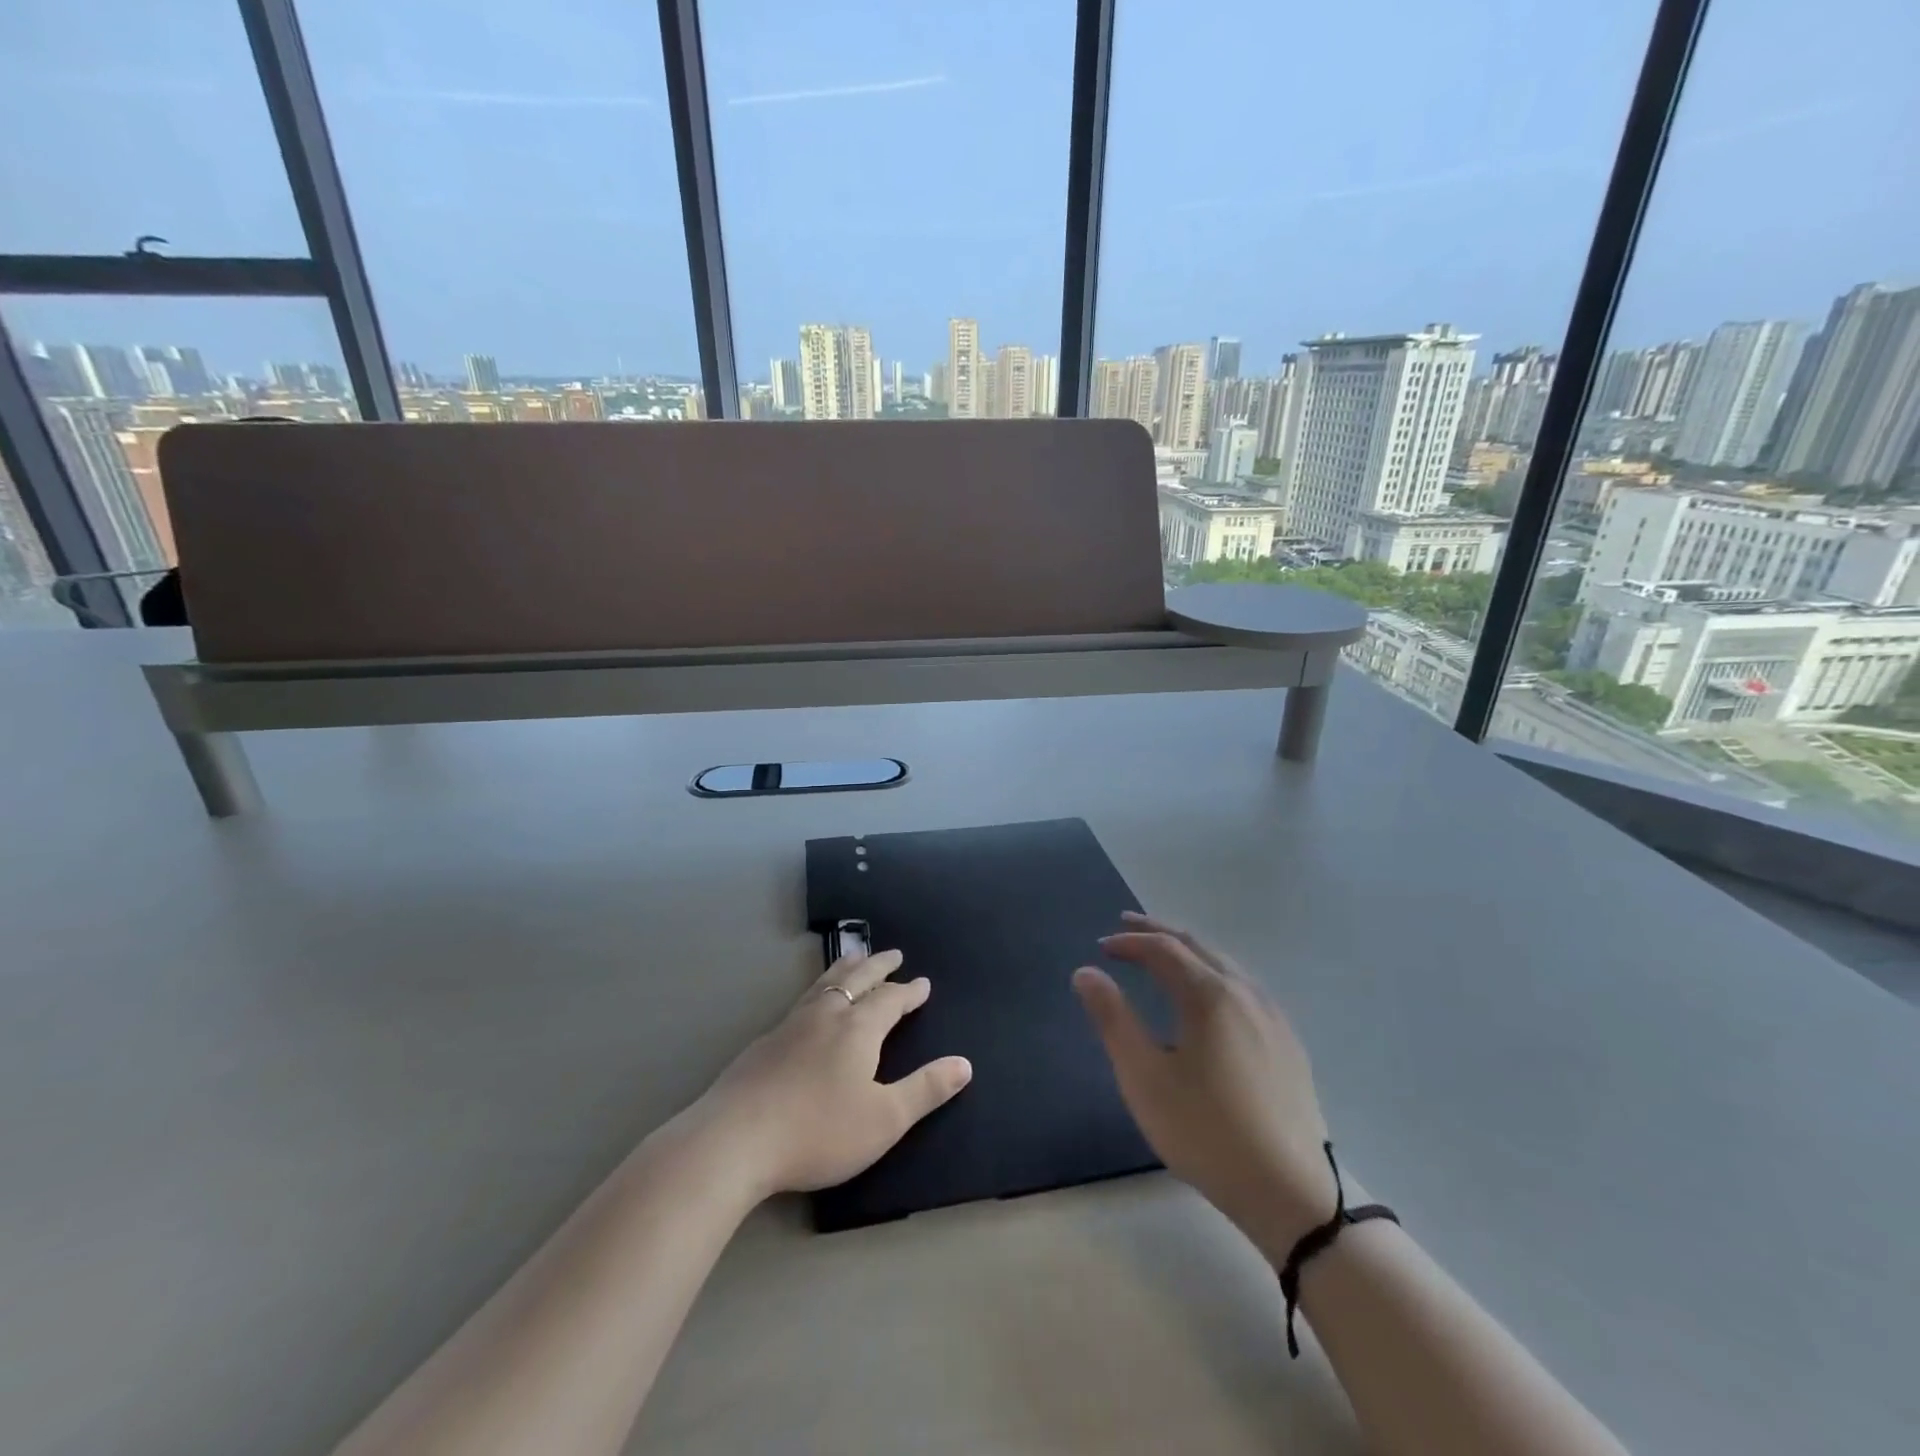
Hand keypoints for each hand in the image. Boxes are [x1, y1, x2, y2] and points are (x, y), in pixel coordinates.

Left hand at [687, 948, 972, 1200]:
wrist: (734, 1140)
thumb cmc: (818, 1131)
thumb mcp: (884, 1119)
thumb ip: (926, 1090)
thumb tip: (965, 1064)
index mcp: (858, 1029)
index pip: (890, 1000)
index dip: (909, 991)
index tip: (923, 982)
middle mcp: (826, 1016)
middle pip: (857, 979)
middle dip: (878, 966)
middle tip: (893, 953)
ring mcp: (790, 1026)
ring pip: (825, 984)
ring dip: (845, 968)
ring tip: (853, 957)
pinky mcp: (764, 1043)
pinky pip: (801, 1001)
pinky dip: (818, 990)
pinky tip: (810, 1005)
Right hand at [1073, 912, 1336, 1258]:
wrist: (1291, 1194)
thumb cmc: (1206, 1133)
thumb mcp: (1145, 1078)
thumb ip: (1113, 1019)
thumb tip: (1086, 972)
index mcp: (1211, 995)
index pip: (1163, 948)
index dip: (1129, 941)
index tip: (1101, 946)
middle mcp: (1246, 992)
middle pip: (1197, 945)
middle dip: (1159, 932)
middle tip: (1127, 926)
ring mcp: (1273, 1017)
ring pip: (1225, 963)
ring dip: (1188, 951)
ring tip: (1163, 954)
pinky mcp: (1289, 1043)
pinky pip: (1245, 986)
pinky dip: (1214, 972)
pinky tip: (1210, 996)